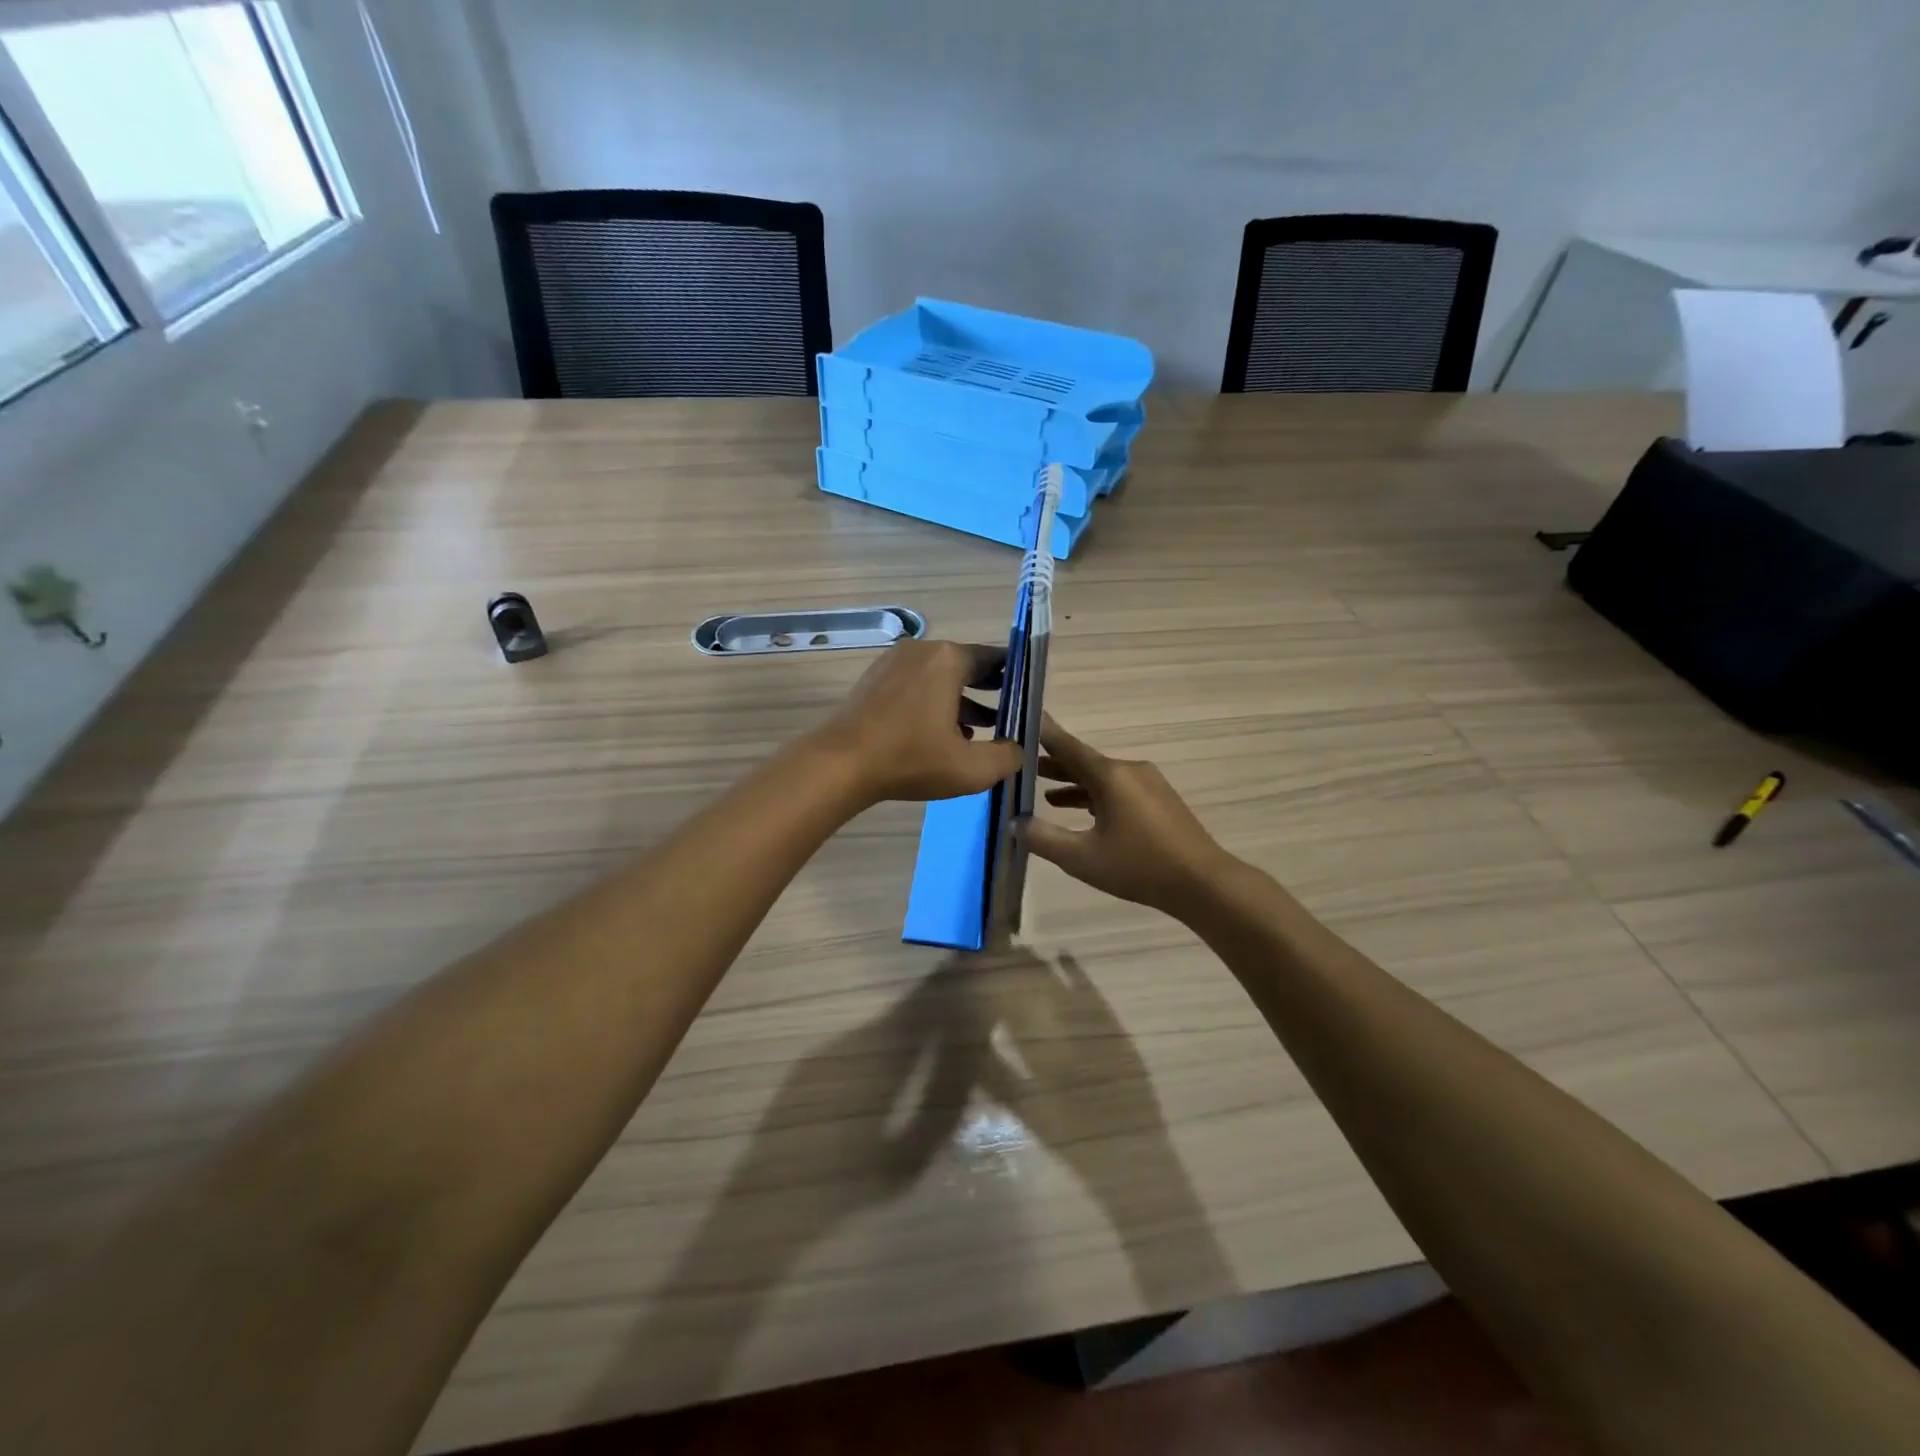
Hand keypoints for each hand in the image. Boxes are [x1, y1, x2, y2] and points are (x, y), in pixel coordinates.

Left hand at [815, 639, 1022, 803]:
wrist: (840, 765)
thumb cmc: (910, 759)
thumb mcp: (971, 769)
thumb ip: (1007, 757)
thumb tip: (1017, 749)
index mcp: (948, 659)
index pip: (994, 659)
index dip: (1016, 679)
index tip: (1029, 698)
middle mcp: (922, 651)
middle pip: (966, 667)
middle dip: (989, 692)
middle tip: (1009, 715)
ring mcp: (893, 663)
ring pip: (939, 679)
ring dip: (960, 702)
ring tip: (978, 733)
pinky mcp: (874, 681)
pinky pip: (915, 686)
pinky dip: (932, 704)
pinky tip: (940, 736)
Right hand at [1025, 716, 1235, 914]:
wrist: (1202, 883)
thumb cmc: (1139, 866)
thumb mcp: (1081, 858)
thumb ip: (1043, 838)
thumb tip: (1013, 823)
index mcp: (1110, 775)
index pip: (1067, 746)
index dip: (1043, 733)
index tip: (1023, 717)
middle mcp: (1129, 770)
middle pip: (1084, 762)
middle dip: (1054, 764)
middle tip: (1022, 764)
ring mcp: (1148, 784)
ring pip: (1102, 778)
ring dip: (1075, 785)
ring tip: (1047, 796)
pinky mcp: (1159, 801)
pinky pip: (1119, 790)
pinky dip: (1096, 797)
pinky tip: (1085, 813)